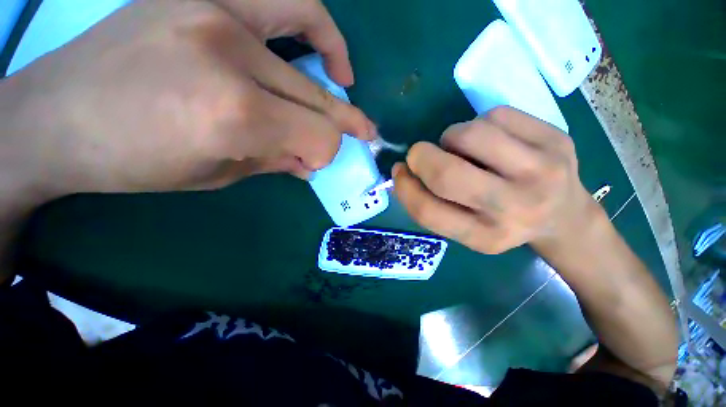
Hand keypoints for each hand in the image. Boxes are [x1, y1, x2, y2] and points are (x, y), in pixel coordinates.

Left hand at [6, 0, 373, 195]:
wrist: (54, 118)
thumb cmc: (132, 161)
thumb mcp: (215, 174)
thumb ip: (276, 163)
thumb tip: (313, 162)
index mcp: (235, 115)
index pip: (317, 136)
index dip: (327, 152)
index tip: (320, 162)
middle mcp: (232, 57)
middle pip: (317, 97)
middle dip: (344, 123)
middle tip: (363, 132)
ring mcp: (214, 11)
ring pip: (309, 25)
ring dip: (336, 60)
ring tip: (344, 79)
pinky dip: (310, 20)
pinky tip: (313, 44)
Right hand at [393, 106, 597, 253]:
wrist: (564, 217)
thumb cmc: (502, 223)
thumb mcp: (464, 229)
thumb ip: (431, 206)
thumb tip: (402, 172)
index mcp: (485, 237)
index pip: (427, 212)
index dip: (404, 188)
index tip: (399, 172)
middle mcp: (514, 208)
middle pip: (447, 174)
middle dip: (421, 156)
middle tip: (419, 154)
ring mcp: (542, 171)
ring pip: (471, 134)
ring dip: (450, 137)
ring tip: (459, 147)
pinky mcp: (557, 139)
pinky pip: (497, 115)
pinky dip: (479, 122)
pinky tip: (489, 138)